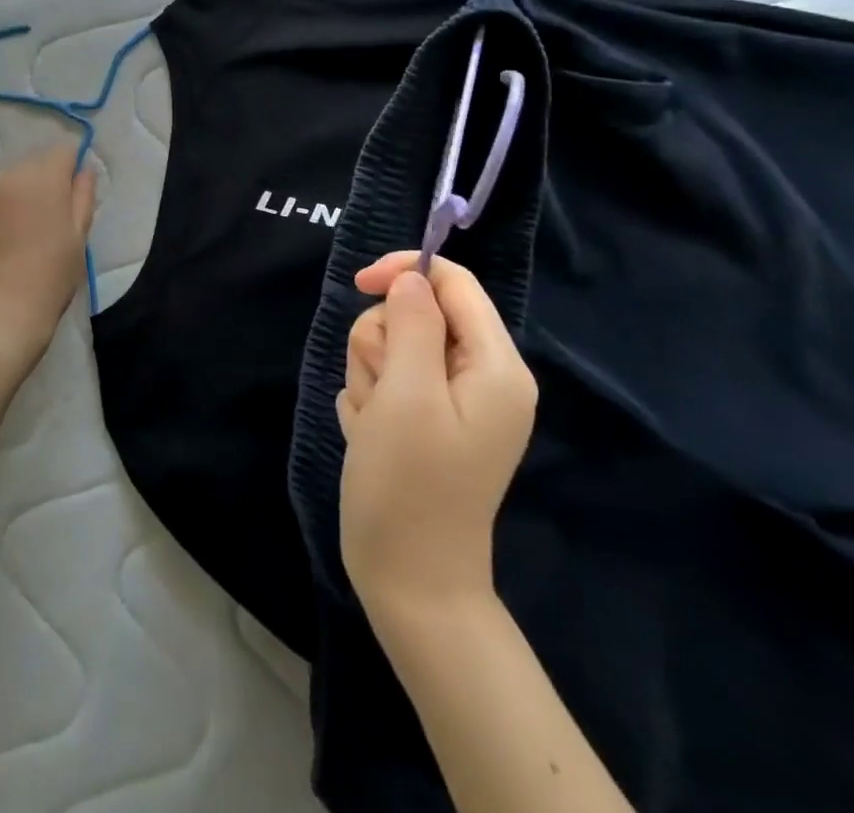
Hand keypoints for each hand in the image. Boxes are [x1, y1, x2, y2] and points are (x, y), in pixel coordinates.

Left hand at [0, 145, 95, 372]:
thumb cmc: (50, 278)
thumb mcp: (79, 238)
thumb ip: (83, 197)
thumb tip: (85, 170)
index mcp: (44, 180)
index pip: (62, 152)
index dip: (72, 168)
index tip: (75, 193)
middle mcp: (10, 178)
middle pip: (34, 163)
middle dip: (46, 179)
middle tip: (53, 215)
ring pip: (10, 180)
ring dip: (22, 193)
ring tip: (27, 229)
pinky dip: (1, 210)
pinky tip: (6, 240)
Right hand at [337, 252, 536, 630]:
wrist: (407, 581)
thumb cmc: (410, 485)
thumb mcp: (408, 394)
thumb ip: (413, 323)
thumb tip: (411, 278)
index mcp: (495, 366)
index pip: (455, 283)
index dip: (406, 271)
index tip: (358, 285)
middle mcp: (480, 377)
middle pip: (416, 312)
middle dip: (383, 341)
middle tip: (384, 392)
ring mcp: (450, 401)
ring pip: (391, 344)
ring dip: (370, 375)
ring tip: (376, 422)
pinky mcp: (423, 420)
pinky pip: (383, 379)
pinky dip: (369, 401)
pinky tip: (373, 437)